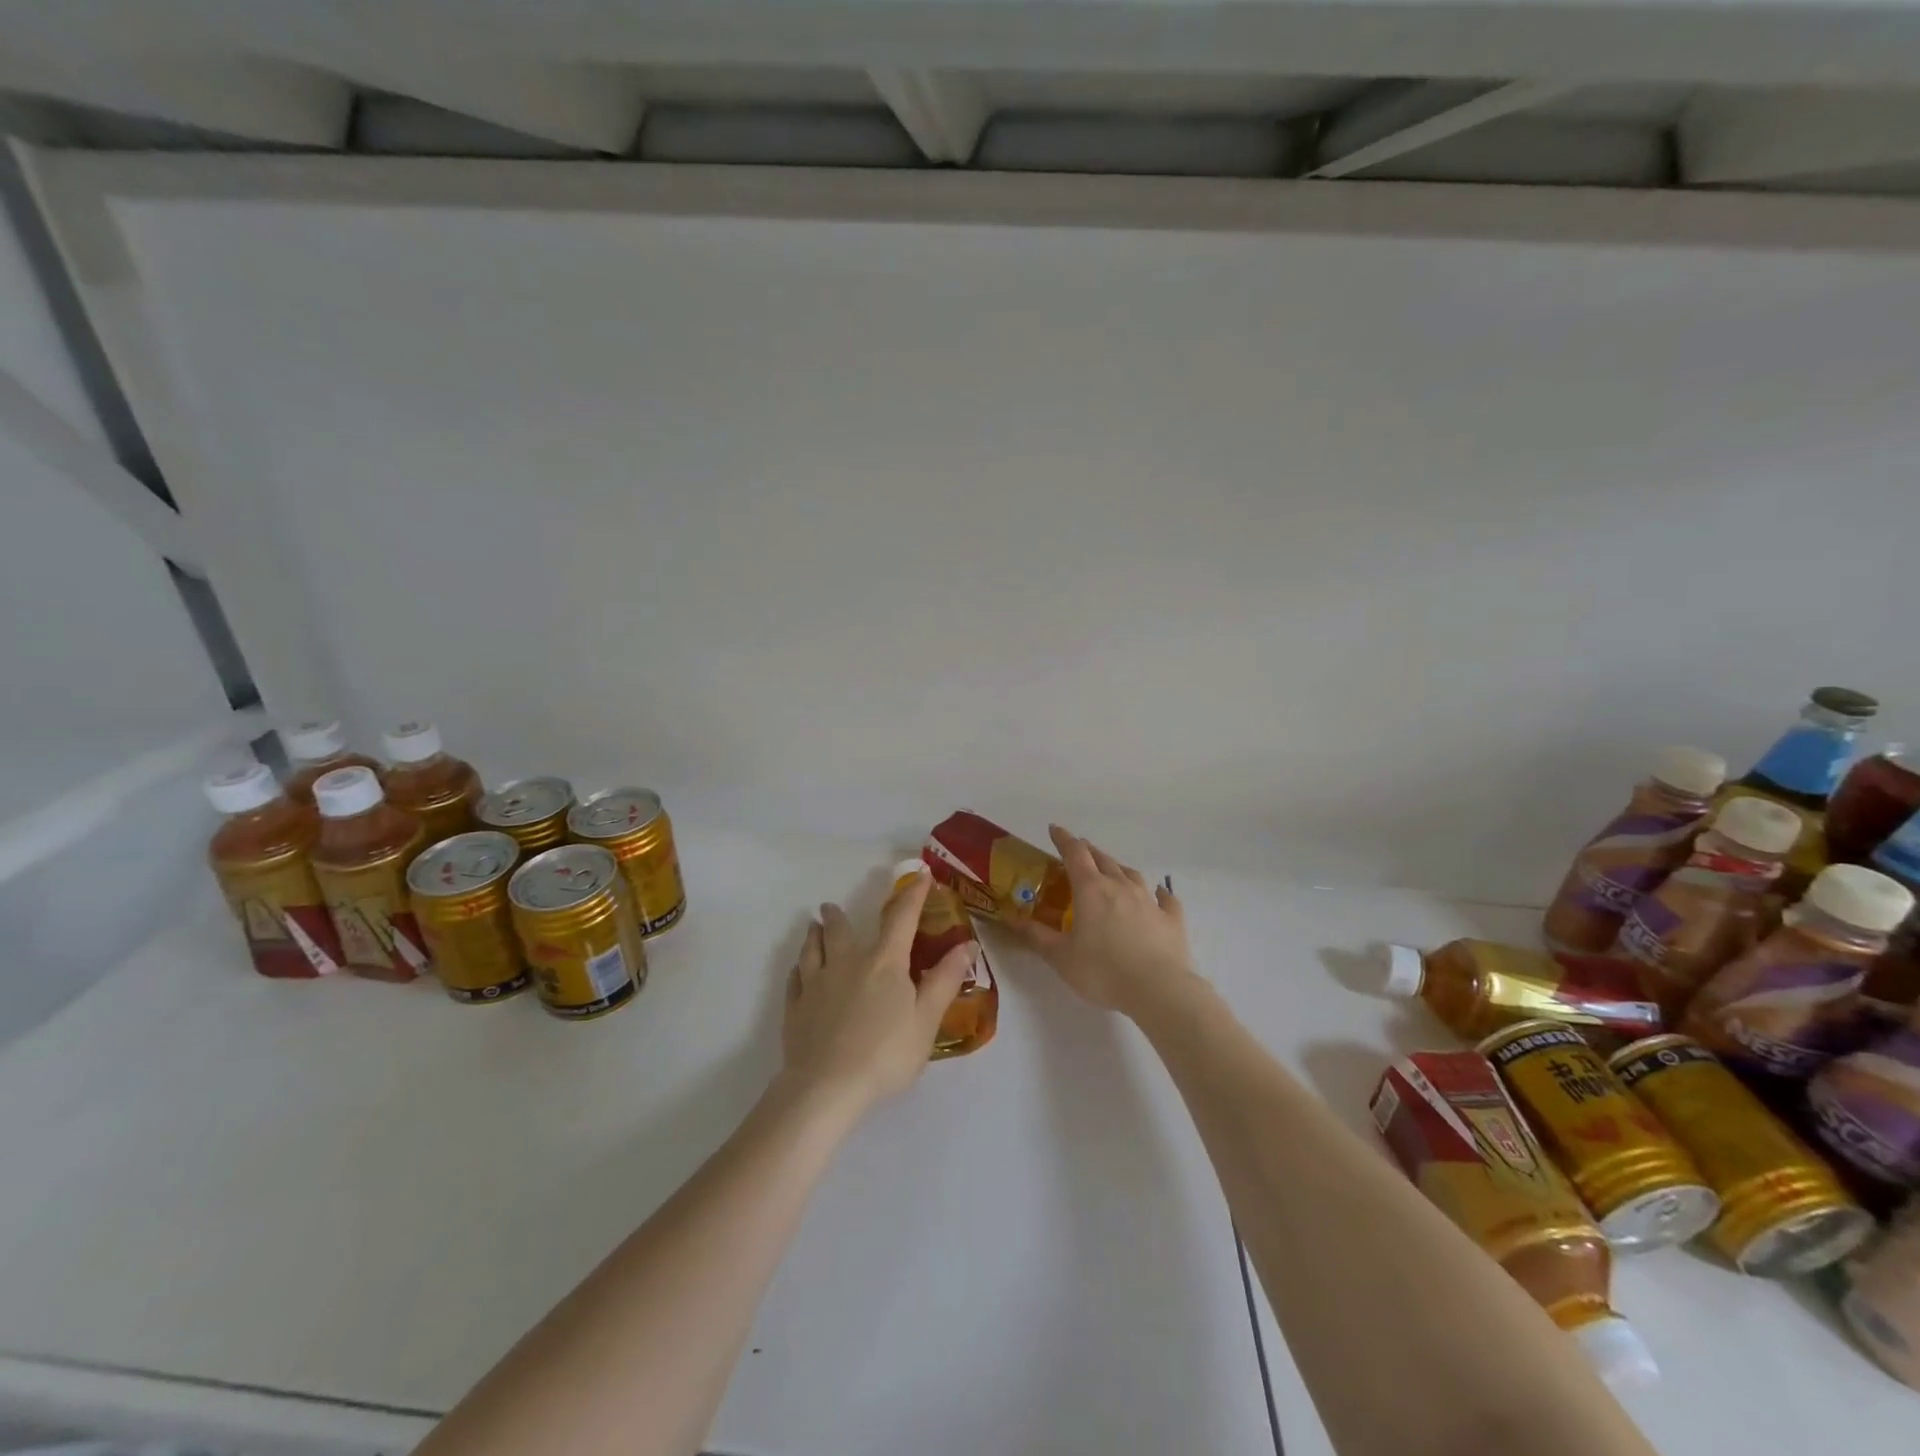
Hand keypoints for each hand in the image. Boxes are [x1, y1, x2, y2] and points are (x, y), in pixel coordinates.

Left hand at [779, 869, 978, 1114]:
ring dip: (813, 934)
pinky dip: (798, 969)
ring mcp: (816, 983)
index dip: (913, 894)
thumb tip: (967, 944)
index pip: (901, 918)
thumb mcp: (926, 1020)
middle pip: (841, 930)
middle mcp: (847, 962)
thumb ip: (944, 980)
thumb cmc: (885, 1054)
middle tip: (831, 905)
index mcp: (884, 962)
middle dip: (838, 914)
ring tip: (812, 926)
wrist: (826, 1087)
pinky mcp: (795, 1007)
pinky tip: (798, 971)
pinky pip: (795, 979)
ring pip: (812, 949)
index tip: (920, 874)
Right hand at [1013, 825, 1197, 1018]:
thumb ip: (1037, 936)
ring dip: (1118, 868)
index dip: (1063, 839)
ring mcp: (1149, 901)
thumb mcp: (1060, 957)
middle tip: (1079, 850)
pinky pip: (1165, 899)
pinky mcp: (1171, 919)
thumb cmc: (1102, 971)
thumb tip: (1013, 920)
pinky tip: (1159, 893)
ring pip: (1131, 874)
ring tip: (1112, 868)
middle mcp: (1120, 886)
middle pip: (1103, 859)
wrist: (1158, 990)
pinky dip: (1159, 893)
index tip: (1054, 829)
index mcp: (1091, 890)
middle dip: (1089, 851)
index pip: (1074, 854)